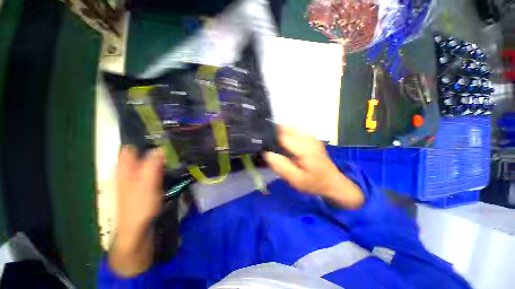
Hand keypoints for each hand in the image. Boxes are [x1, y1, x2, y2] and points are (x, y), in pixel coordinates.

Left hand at [110, 146, 163, 275]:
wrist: (137, 228)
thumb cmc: (139, 205)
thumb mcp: (147, 183)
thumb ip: (153, 164)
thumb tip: (161, 147)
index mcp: (125, 167)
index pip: (131, 146)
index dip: (144, 140)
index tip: (162, 137)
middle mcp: (129, 170)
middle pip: (141, 152)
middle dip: (155, 147)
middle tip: (173, 145)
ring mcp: (137, 177)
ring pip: (148, 161)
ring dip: (160, 157)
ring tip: (175, 153)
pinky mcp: (144, 185)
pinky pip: (153, 169)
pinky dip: (161, 166)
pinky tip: (171, 167)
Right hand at [264, 127, 363, 208]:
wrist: (333, 182)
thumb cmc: (314, 183)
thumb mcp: (296, 180)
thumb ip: (281, 166)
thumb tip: (266, 153)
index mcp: (304, 148)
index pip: (282, 135)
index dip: (269, 136)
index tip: (259, 141)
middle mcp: (308, 138)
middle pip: (285, 128)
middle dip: (273, 132)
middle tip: (263, 142)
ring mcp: (310, 136)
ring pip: (289, 128)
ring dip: (278, 132)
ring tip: (270, 142)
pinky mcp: (311, 138)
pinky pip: (294, 130)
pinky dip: (285, 133)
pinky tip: (281, 142)